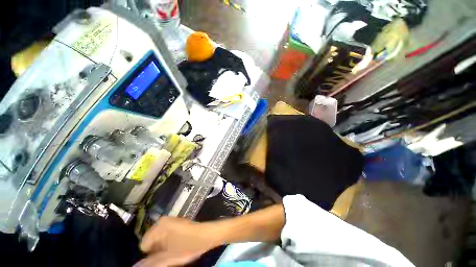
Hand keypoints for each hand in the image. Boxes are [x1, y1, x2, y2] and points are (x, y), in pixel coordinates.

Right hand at [136, 216, 216, 266]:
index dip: (150, 255)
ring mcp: (169, 220)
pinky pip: (165, 236)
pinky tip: (178, 245)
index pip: (143, 245)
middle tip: (169, 254)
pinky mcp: (175, 222)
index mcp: (159, 226)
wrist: (208, 234)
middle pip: (151, 241)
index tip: (162, 257)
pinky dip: (168, 242)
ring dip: (163, 247)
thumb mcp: (169, 258)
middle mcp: (162, 220)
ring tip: (174, 249)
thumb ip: (151, 263)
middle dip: (157, 250)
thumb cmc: (190, 245)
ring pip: (158, 239)